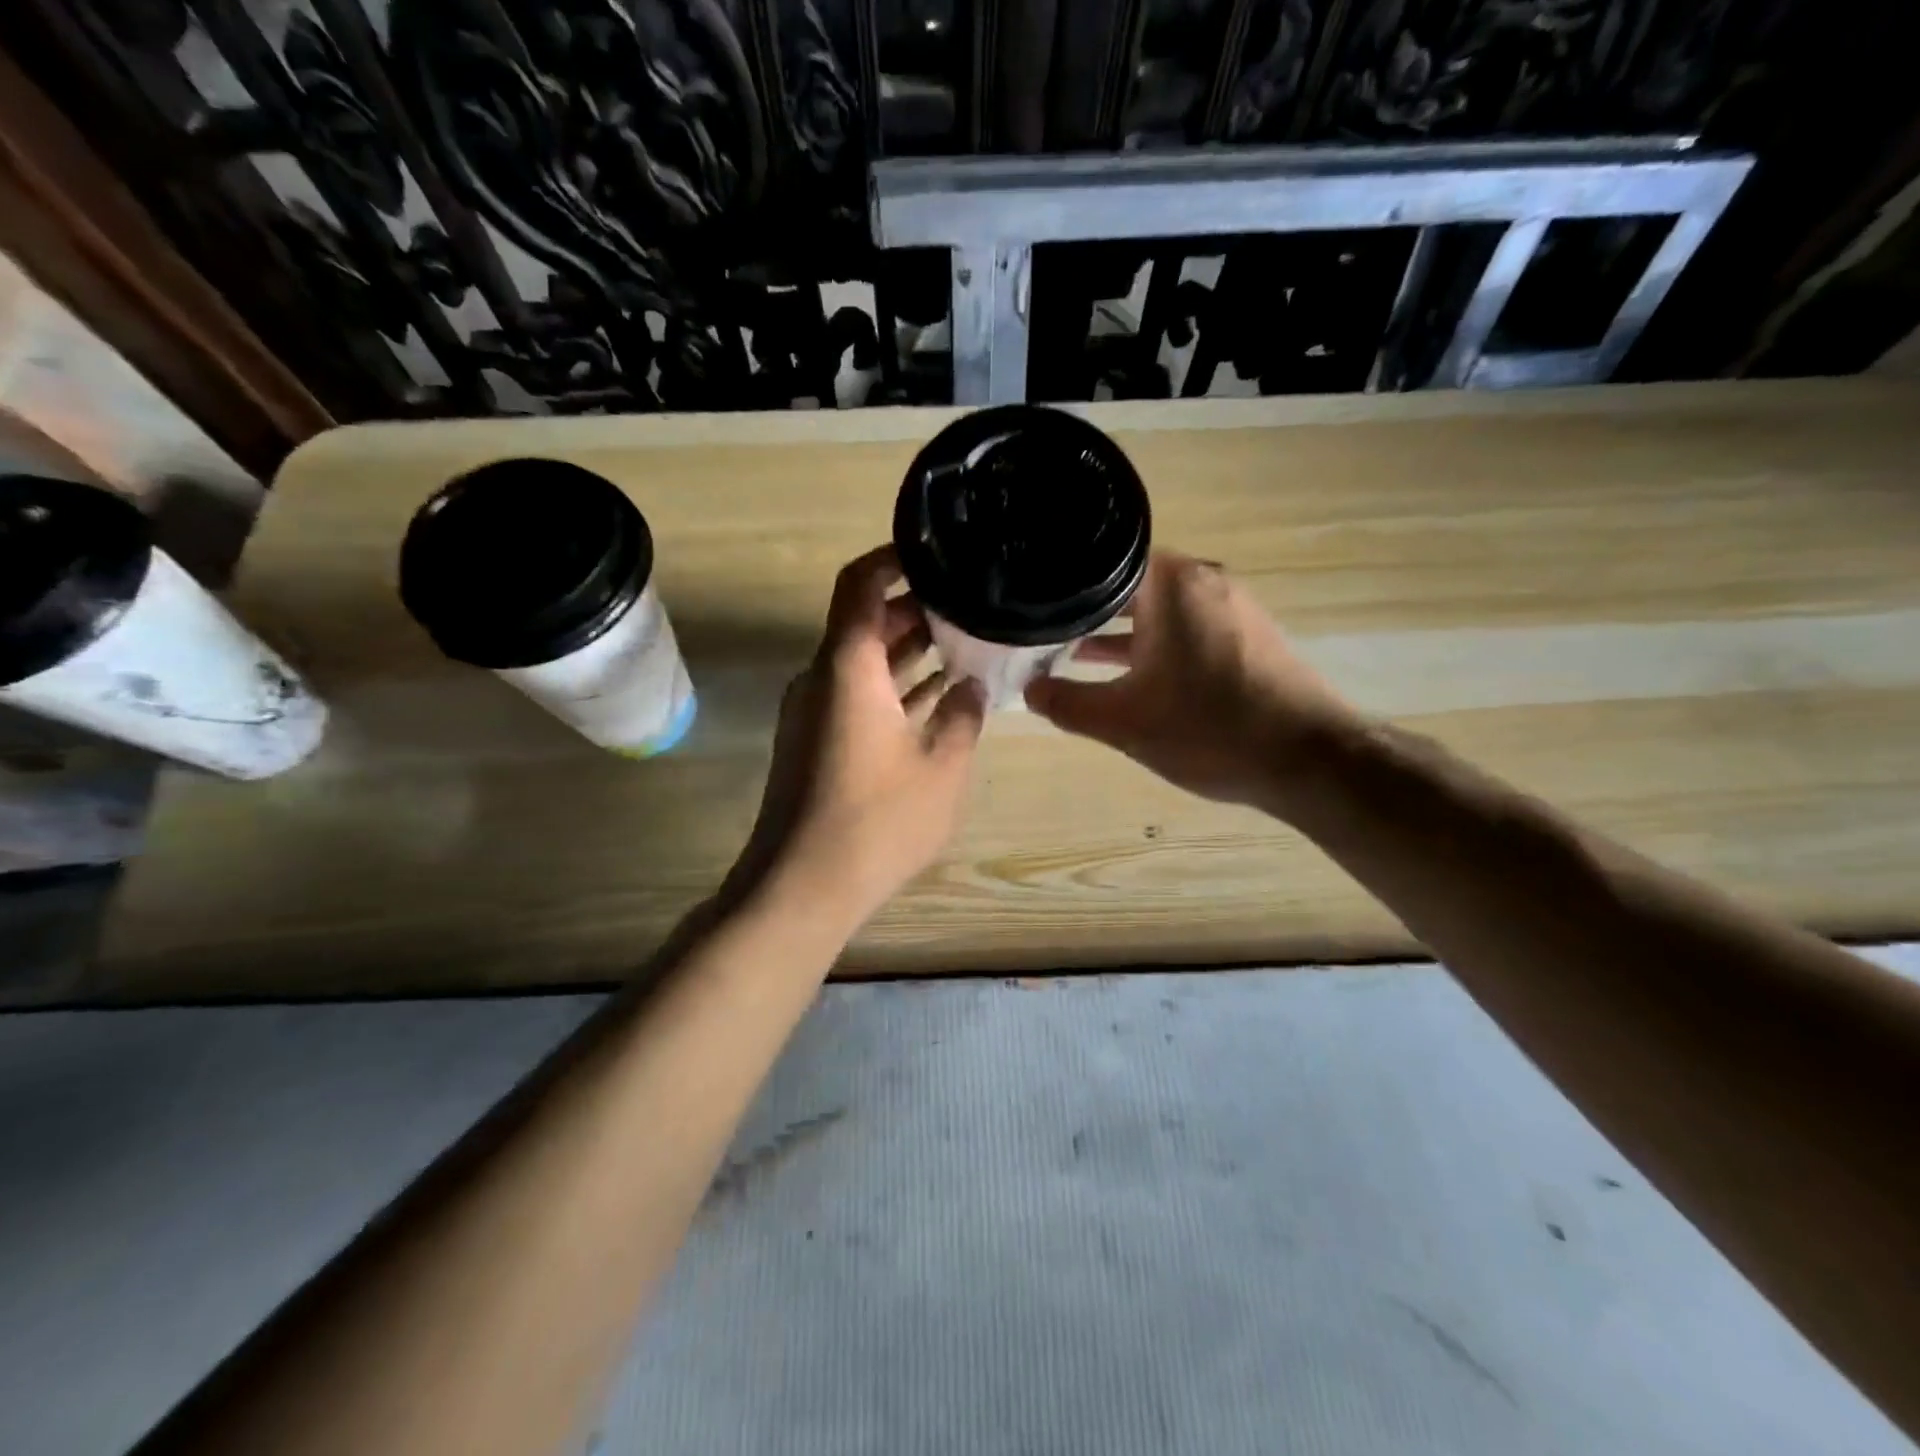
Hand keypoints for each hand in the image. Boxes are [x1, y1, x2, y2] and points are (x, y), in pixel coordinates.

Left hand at [729, 545, 985, 931]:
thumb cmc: (877, 821)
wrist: (802, 887)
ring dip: (909, 651)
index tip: (939, 553)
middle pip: (866, 621)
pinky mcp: (816, 743)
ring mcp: (814, 712)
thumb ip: (963, 716)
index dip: (896, 558)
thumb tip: (971, 686)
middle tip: (971, 605)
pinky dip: (894, 688)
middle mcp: (822, 677)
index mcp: (848, 666)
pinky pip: (857, 696)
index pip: (861, 583)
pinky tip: (938, 697)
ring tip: (966, 644)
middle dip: (917, 609)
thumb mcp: (942, 767)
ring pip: (864, 662)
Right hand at [1025, 551, 1356, 811]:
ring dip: (1120, 631)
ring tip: (1074, 653)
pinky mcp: (1248, 634)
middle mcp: (1203, 581)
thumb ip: (1068, 704)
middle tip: (1044, 628)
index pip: (1102, 562)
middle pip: (1129, 584)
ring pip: (1159, 609)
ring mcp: (1231, 607)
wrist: (1308, 759)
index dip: (1064, 583)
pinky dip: (1155, 644)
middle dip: (1087, 609)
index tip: (1033, 601)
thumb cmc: (1208, 729)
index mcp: (1171, 584)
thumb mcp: (1123, 722)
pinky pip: (1186, 627)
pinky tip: (1131, 675)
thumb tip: (1029, 692)